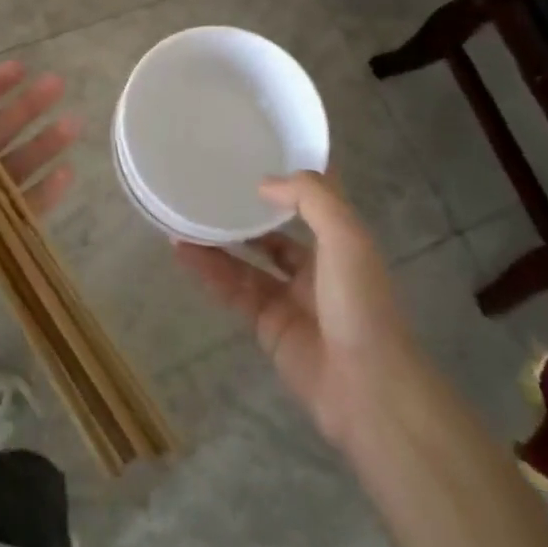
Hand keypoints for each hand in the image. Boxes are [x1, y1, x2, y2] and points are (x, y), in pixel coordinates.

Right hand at [174, 172, 416, 454]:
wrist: (367, 389)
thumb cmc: (360, 303)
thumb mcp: (346, 237)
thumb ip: (310, 198)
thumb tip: (264, 183)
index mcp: (339, 243)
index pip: (310, 203)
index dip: (285, 181)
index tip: (251, 157)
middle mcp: (314, 268)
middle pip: (271, 234)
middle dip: (242, 215)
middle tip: (205, 190)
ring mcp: (289, 299)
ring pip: (246, 263)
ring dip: (216, 242)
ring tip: (181, 219)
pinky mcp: (267, 327)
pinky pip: (233, 292)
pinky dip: (209, 273)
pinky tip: (184, 253)